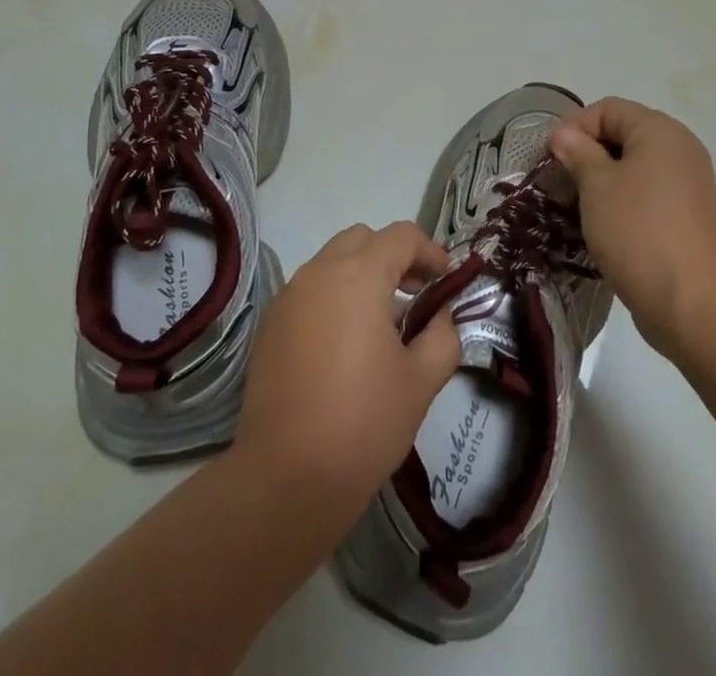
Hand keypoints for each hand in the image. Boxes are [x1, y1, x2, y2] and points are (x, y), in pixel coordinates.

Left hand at [234, 222, 461, 521]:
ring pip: (332, 262)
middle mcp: (319, 272)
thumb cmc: (363, 424)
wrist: (285, 478)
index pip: (401, 236)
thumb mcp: (421, 381)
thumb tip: (440, 316)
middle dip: (393, 257)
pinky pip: (310, 291)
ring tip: (383, 324)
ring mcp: (289, 296)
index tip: (445, 280)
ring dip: (362, 276)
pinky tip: (345, 345)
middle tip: (415, 294)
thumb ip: (442, 335)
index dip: (430, 250)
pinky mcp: (270, 325)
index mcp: (359, 275)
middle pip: (363, 240)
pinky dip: (334, 297)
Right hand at [549, 98, 715, 355]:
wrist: (693, 303)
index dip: (575, 127)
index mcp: (659, 131)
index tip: (551, 159)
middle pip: (621, 134)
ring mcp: (686, 183)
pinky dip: (621, 200)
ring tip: (575, 206)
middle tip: (558, 183)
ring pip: (632, 166)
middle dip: (585, 154)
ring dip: (600, 180)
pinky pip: (645, 192)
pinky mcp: (686, 215)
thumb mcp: (597, 185)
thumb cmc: (638, 231)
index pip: (607, 109)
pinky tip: (601, 225)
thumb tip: (564, 135)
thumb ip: (578, 152)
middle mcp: (678, 148)